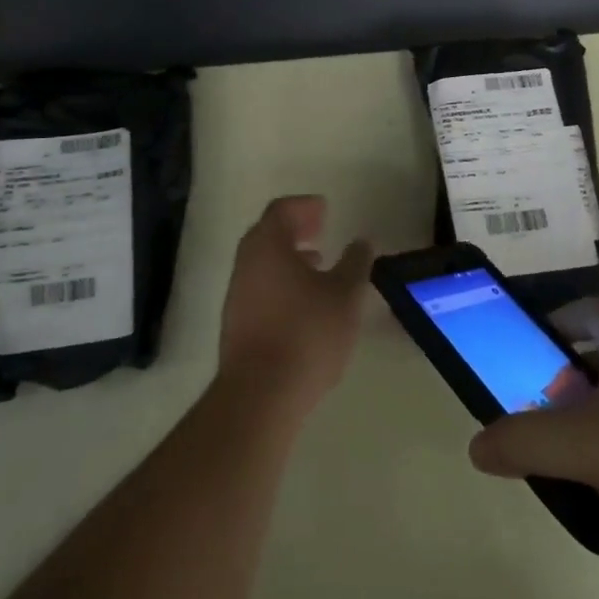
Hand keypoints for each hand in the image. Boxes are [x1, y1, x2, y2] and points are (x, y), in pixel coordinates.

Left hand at [218, 196, 373, 417]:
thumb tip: (361, 242)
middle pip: (268, 233)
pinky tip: (303, 302)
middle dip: (295, 228)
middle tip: (320, 230)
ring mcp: (237, 293)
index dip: (304, 206)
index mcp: (267, 245)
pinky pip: (260, 286)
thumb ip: (356, 263)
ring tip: (318, 265)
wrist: (260, 393)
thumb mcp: (345, 295)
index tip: (325, 210)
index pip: (281, 210)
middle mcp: (246, 262)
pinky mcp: (236, 322)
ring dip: (289, 257)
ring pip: (263, 262)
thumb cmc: (307, 333)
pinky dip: (281, 280)